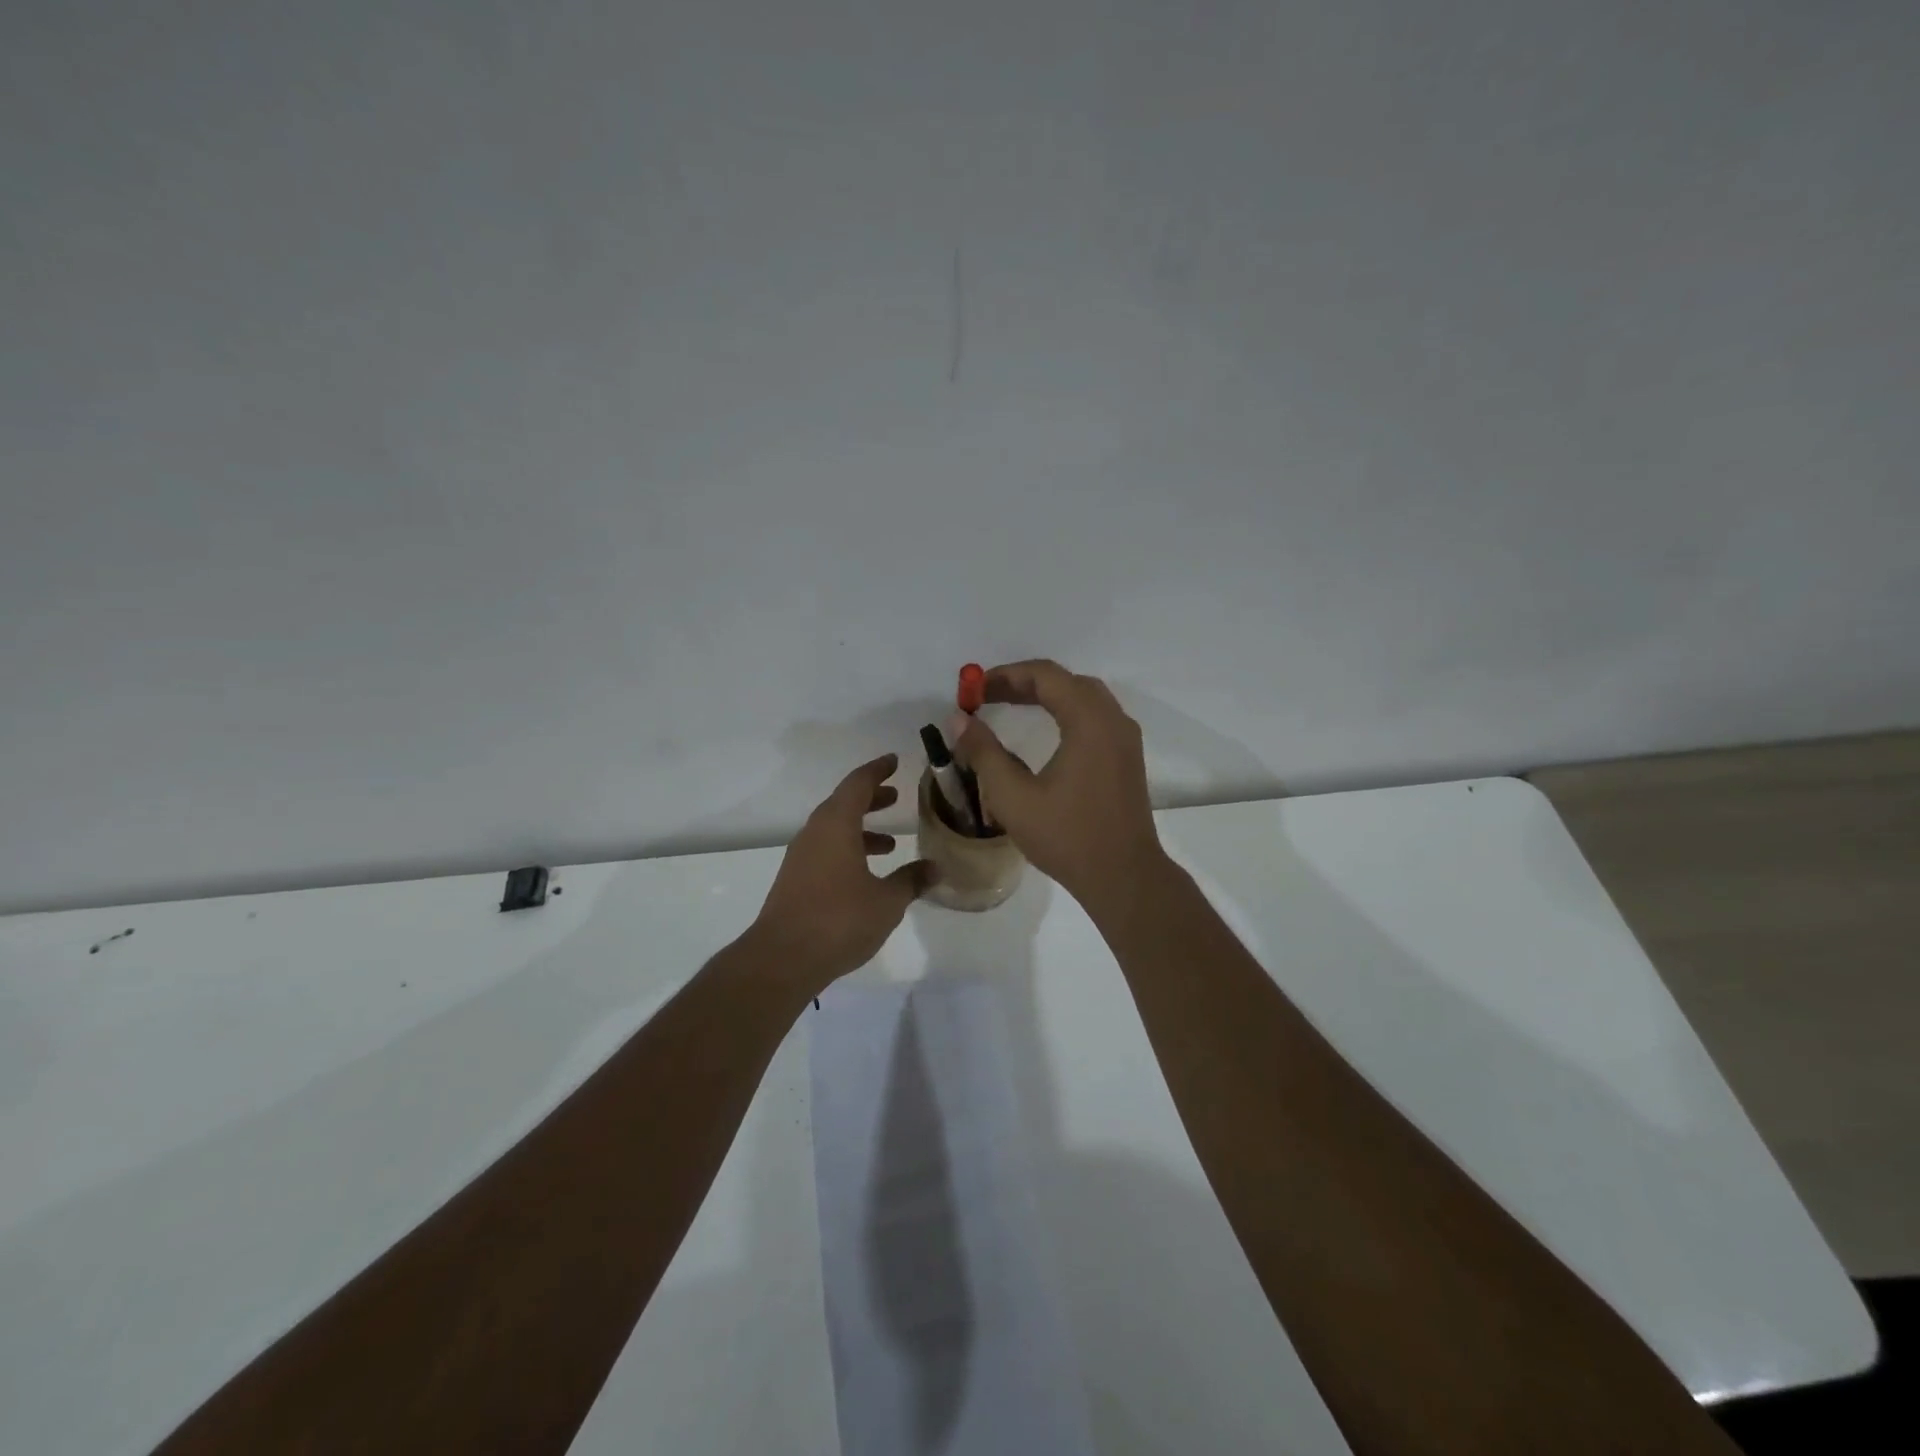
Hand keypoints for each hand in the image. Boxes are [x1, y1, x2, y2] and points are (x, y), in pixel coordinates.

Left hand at [751, 754, 931, 989]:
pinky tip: (866, 874)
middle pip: (844, 803)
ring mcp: (801, 857)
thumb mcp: (887, 901)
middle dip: (871, 798)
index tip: (894, 761)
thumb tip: (935, 868)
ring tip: (890, 843)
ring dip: (861, 829)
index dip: (878, 770)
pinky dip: (848, 850)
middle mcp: (815, 833)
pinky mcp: (795, 880)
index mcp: (836, 825)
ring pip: (834, 829)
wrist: (782, 959)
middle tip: (895, 797)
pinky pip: (825, 850)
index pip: (858, 784)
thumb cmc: (839, 920)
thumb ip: (911, 880)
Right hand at [953, 660, 1167, 911]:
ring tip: (1010, 707)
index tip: (974, 689)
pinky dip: (1066, 711)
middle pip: (1066, 681)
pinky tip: (1044, 730)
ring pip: (1084, 697)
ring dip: (1047, 695)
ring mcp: (1125, 739)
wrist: (1124, 877)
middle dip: (1024, 682)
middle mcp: (1113, 720)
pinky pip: (1095, 716)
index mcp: (1089, 722)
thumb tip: (959, 720)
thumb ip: (983, 752)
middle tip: (987, 696)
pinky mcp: (1127, 757)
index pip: (1046, 676)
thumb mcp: (1013, 797)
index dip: (1006, 675)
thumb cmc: (1067, 837)